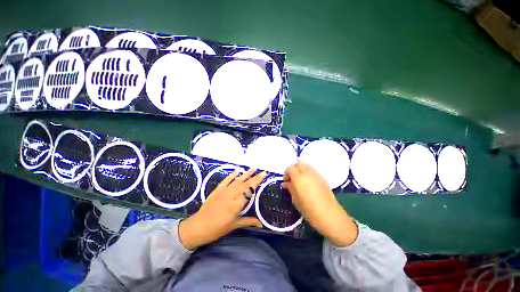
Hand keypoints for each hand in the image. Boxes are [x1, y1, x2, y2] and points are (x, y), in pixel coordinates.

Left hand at [179, 168, 266, 249]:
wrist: (200, 226)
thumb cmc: (218, 228)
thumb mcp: (234, 225)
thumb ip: (248, 222)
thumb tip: (261, 224)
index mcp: (236, 205)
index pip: (249, 191)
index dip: (256, 182)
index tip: (263, 175)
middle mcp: (230, 196)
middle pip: (243, 184)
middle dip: (253, 177)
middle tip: (262, 171)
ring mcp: (222, 193)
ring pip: (235, 181)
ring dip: (244, 175)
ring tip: (252, 169)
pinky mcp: (215, 192)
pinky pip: (224, 182)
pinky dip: (231, 176)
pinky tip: (236, 172)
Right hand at [282, 162, 357, 246]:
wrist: (327, 213)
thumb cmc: (308, 209)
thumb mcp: (295, 200)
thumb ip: (290, 189)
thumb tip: (286, 183)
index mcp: (299, 177)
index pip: (290, 168)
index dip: (286, 174)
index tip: (286, 183)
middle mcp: (308, 172)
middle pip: (299, 164)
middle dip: (294, 170)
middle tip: (292, 181)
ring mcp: (317, 175)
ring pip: (307, 166)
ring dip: (302, 171)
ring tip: (300, 184)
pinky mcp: (324, 178)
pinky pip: (313, 172)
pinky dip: (309, 175)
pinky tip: (309, 186)